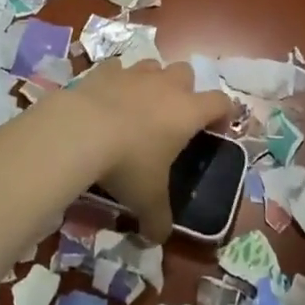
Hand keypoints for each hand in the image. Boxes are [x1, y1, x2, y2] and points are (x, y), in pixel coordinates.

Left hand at [54, 60, 232, 241]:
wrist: (81, 130)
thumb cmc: (127, 164)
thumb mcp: (147, 199)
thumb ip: (159, 219)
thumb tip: (159, 238)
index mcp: (188, 112)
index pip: (221, 102)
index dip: (223, 115)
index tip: (215, 132)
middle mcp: (166, 85)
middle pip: (187, 74)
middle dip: (184, 91)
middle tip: (172, 118)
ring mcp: (135, 73)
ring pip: (154, 66)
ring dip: (152, 82)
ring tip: (139, 106)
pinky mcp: (105, 70)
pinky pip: (118, 69)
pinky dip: (117, 81)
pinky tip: (107, 98)